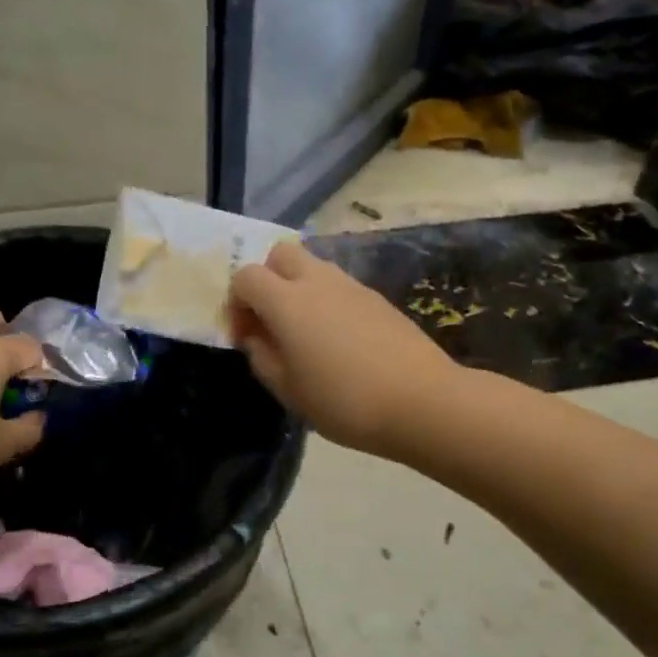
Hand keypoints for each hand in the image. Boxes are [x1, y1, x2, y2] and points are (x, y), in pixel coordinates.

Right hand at [230, 241, 459, 456]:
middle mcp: (317, 281)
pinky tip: (338, 340)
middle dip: (267, 280)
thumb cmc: (344, 401)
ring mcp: (351, 286)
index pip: (246, 276)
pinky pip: (339, 286)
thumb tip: (255, 337)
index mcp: (287, 302)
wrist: (421, 401)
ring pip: (313, 266)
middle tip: (272, 321)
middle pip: (280, 255)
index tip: (245, 337)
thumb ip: (262, 357)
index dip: (236, 303)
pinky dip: (326, 301)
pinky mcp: (377, 298)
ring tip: (306, 334)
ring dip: (298, 289)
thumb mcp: (289, 390)